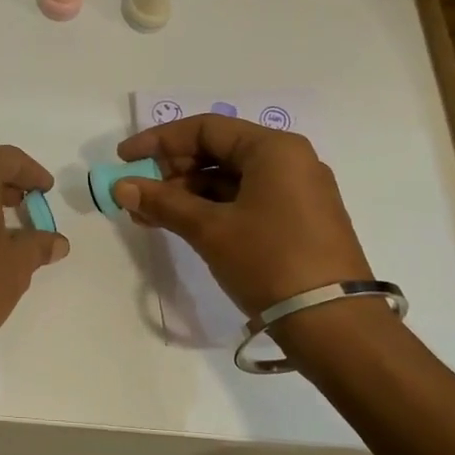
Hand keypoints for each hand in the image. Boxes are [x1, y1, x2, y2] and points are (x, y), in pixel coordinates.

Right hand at [113, 116, 372, 318]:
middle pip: (217, 152)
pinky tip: (179, 226)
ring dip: (185, 194)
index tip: (124, 159)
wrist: (334, 325)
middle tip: (136, 193)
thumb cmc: (270, 261)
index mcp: (273, 149)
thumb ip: (163, 203)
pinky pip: (243, 202)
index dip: (159, 141)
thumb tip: (120, 186)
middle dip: (170, 171)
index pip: (205, 129)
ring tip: (148, 216)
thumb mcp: (210, 230)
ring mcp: (295, 193)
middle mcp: (289, 162)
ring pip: (228, 180)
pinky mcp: (296, 222)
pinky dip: (209, 210)